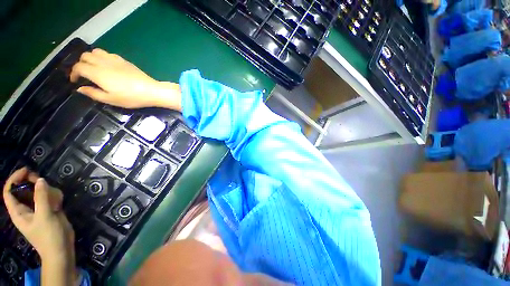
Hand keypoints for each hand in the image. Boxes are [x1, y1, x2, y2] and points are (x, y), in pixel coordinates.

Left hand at [3, 168, 77, 284]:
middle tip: (42, 180)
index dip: (14, 179)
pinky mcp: (49, 210)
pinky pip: (49, 198)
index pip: (9, 192)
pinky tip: (60, 203)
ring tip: (55, 199)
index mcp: (18, 212)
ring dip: (47, 191)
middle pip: (24, 189)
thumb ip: (41, 198)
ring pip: (39, 192)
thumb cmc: (48, 236)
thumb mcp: (45, 216)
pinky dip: (55, 197)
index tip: (26, 171)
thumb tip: (40, 180)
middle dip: (32, 183)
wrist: (62, 249)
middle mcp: (26, 208)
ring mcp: (38, 209)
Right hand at [70, 48, 181, 110]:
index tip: (74, 81)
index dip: (73, 73)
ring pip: (96, 51)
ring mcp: (115, 59)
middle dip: (80, 64)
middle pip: (85, 56)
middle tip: (83, 74)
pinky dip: (101, 57)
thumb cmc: (131, 97)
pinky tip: (106, 66)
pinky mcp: (124, 60)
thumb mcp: (110, 99)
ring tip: (93, 68)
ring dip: (90, 58)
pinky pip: (107, 53)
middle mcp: (103, 62)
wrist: (151, 91)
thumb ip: (93, 93)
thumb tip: (80, 89)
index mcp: (97, 72)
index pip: (78, 67)